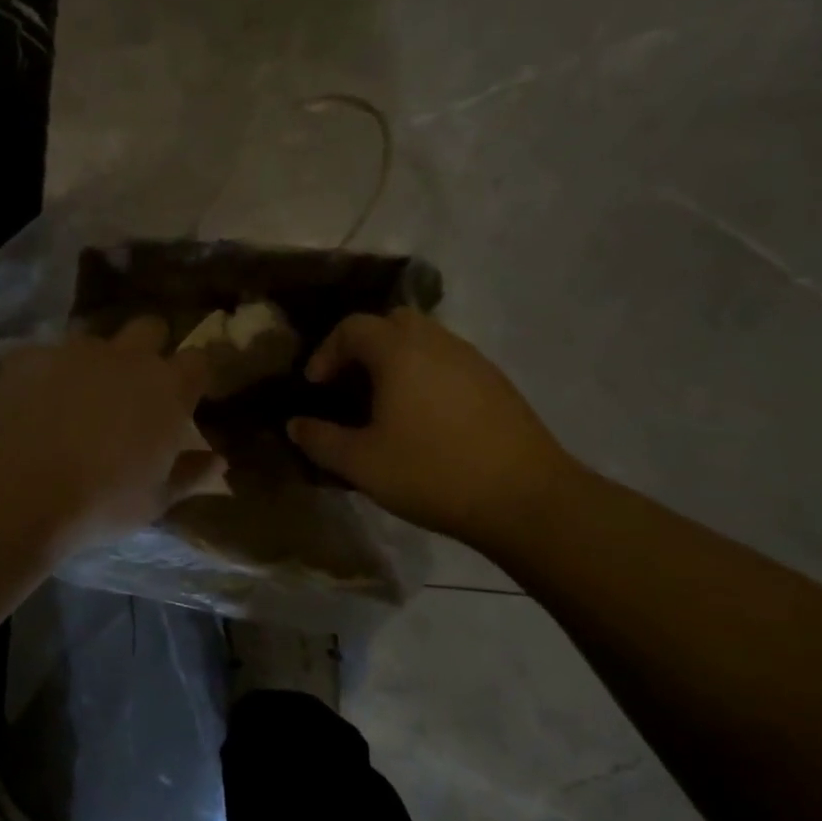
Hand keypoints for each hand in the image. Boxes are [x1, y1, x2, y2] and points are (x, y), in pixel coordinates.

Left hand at [0, 316, 220, 554]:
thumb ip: (191, 473)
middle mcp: (125, 356)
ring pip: (93, 341)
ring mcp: (73, 351)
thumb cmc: (102, 503)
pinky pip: (44, 357)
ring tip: (76, 400)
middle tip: (133, 386)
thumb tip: (219, 460)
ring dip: (94, 363)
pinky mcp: (28, 356)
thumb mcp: (156, 500)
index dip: (193, 375)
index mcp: (167, 387)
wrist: (21, 496)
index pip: (198, 359)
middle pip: (149, 328)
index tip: (186, 395)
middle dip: (148, 347)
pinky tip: (33, 406)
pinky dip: (44, 376)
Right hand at [288, 308, 574, 552]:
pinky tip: (425, 419)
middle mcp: (437, 342)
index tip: (317, 387)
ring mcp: (473, 360)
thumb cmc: (432, 472)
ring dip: (397, 360)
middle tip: (350, 384)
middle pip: (392, 322)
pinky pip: (449, 362)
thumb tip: (295, 424)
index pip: (352, 327)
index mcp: (399, 351)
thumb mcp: (361, 464)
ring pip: (425, 340)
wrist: (526, 498)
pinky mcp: (497, 383)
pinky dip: (426, 375)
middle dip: (363, 346)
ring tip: (385, 403)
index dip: (326, 352)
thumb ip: (320, 440)